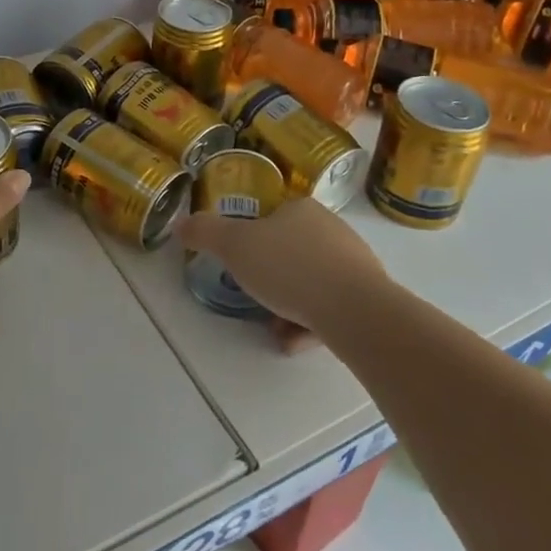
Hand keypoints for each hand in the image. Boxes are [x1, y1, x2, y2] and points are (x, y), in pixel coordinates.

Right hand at [172, 196, 385, 337]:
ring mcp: (355, 264)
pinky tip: (293, 342)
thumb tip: (180, 224)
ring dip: (288, 304)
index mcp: (302, 209)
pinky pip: (330, 307)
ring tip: (273, 328)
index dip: (251, 238)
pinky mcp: (370, 298)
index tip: (239, 263)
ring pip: (310, 281)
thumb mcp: (234, 245)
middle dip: (270, 276)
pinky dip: (309, 323)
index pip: (272, 216)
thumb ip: (205, 232)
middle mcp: (332, 229)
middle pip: (290, 250)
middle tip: (252, 296)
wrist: (356, 312)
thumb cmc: (290, 268)